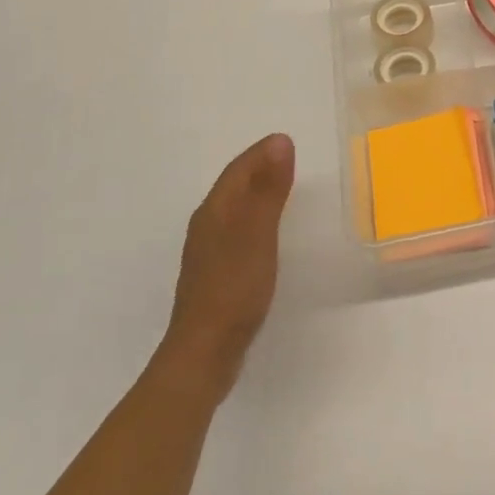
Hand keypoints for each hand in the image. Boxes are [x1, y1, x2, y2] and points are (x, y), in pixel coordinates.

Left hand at [158, 133, 294, 399]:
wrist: (204, 353)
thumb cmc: (234, 288)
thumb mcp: (258, 234)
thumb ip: (269, 190)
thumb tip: (280, 142)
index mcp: (215, 212)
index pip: (238, 170)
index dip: (262, 153)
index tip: (288, 141)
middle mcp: (207, 227)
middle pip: (234, 187)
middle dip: (259, 168)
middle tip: (289, 158)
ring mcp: (209, 253)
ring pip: (234, 209)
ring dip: (256, 193)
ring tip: (283, 188)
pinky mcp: (217, 274)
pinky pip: (238, 230)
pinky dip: (255, 218)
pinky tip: (267, 232)